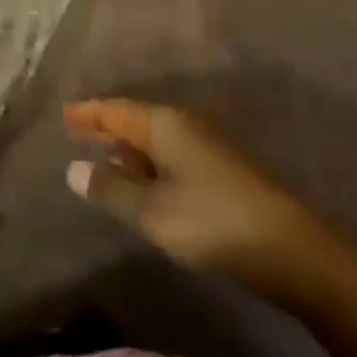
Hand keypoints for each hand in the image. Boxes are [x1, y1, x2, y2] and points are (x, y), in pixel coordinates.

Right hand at [65, 98, 325, 287]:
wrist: (291, 247)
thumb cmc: (212, 220)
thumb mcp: (153, 211)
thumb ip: (112, 190)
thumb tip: (74, 168)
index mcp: (165, 122)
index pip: (117, 109)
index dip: (90, 112)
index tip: (65, 113)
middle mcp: (186, 123)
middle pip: (138, 120)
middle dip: (109, 128)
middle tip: (79, 134)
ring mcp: (208, 144)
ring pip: (158, 139)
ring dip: (131, 150)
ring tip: (108, 163)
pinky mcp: (224, 169)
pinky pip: (174, 155)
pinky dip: (152, 164)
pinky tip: (149, 186)